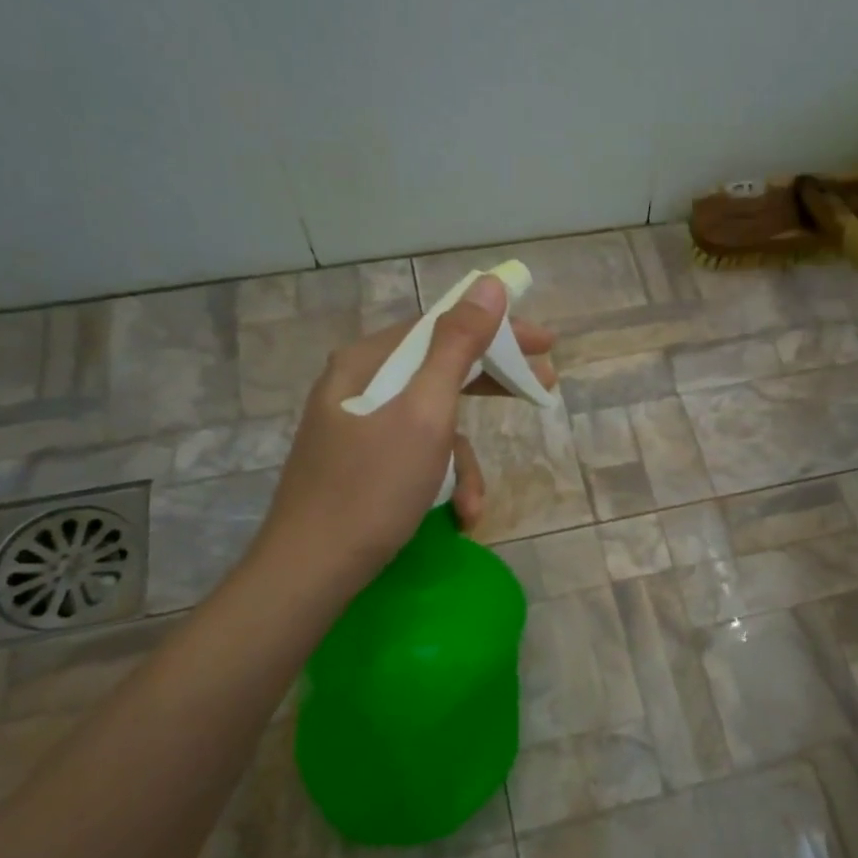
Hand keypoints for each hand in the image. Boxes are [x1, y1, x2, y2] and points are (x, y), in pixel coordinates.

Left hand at [257, 275, 557, 573]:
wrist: (311, 571)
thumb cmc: (372, 489)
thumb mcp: (425, 414)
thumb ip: (457, 347)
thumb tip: (489, 286)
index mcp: (368, 362)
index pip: (443, 325)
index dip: (498, 329)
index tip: (546, 344)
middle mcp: (361, 385)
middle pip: (441, 370)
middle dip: (493, 389)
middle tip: (542, 391)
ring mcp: (360, 427)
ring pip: (434, 423)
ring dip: (465, 463)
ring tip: (474, 504)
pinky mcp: (364, 464)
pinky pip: (417, 455)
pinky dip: (442, 481)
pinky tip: (456, 515)